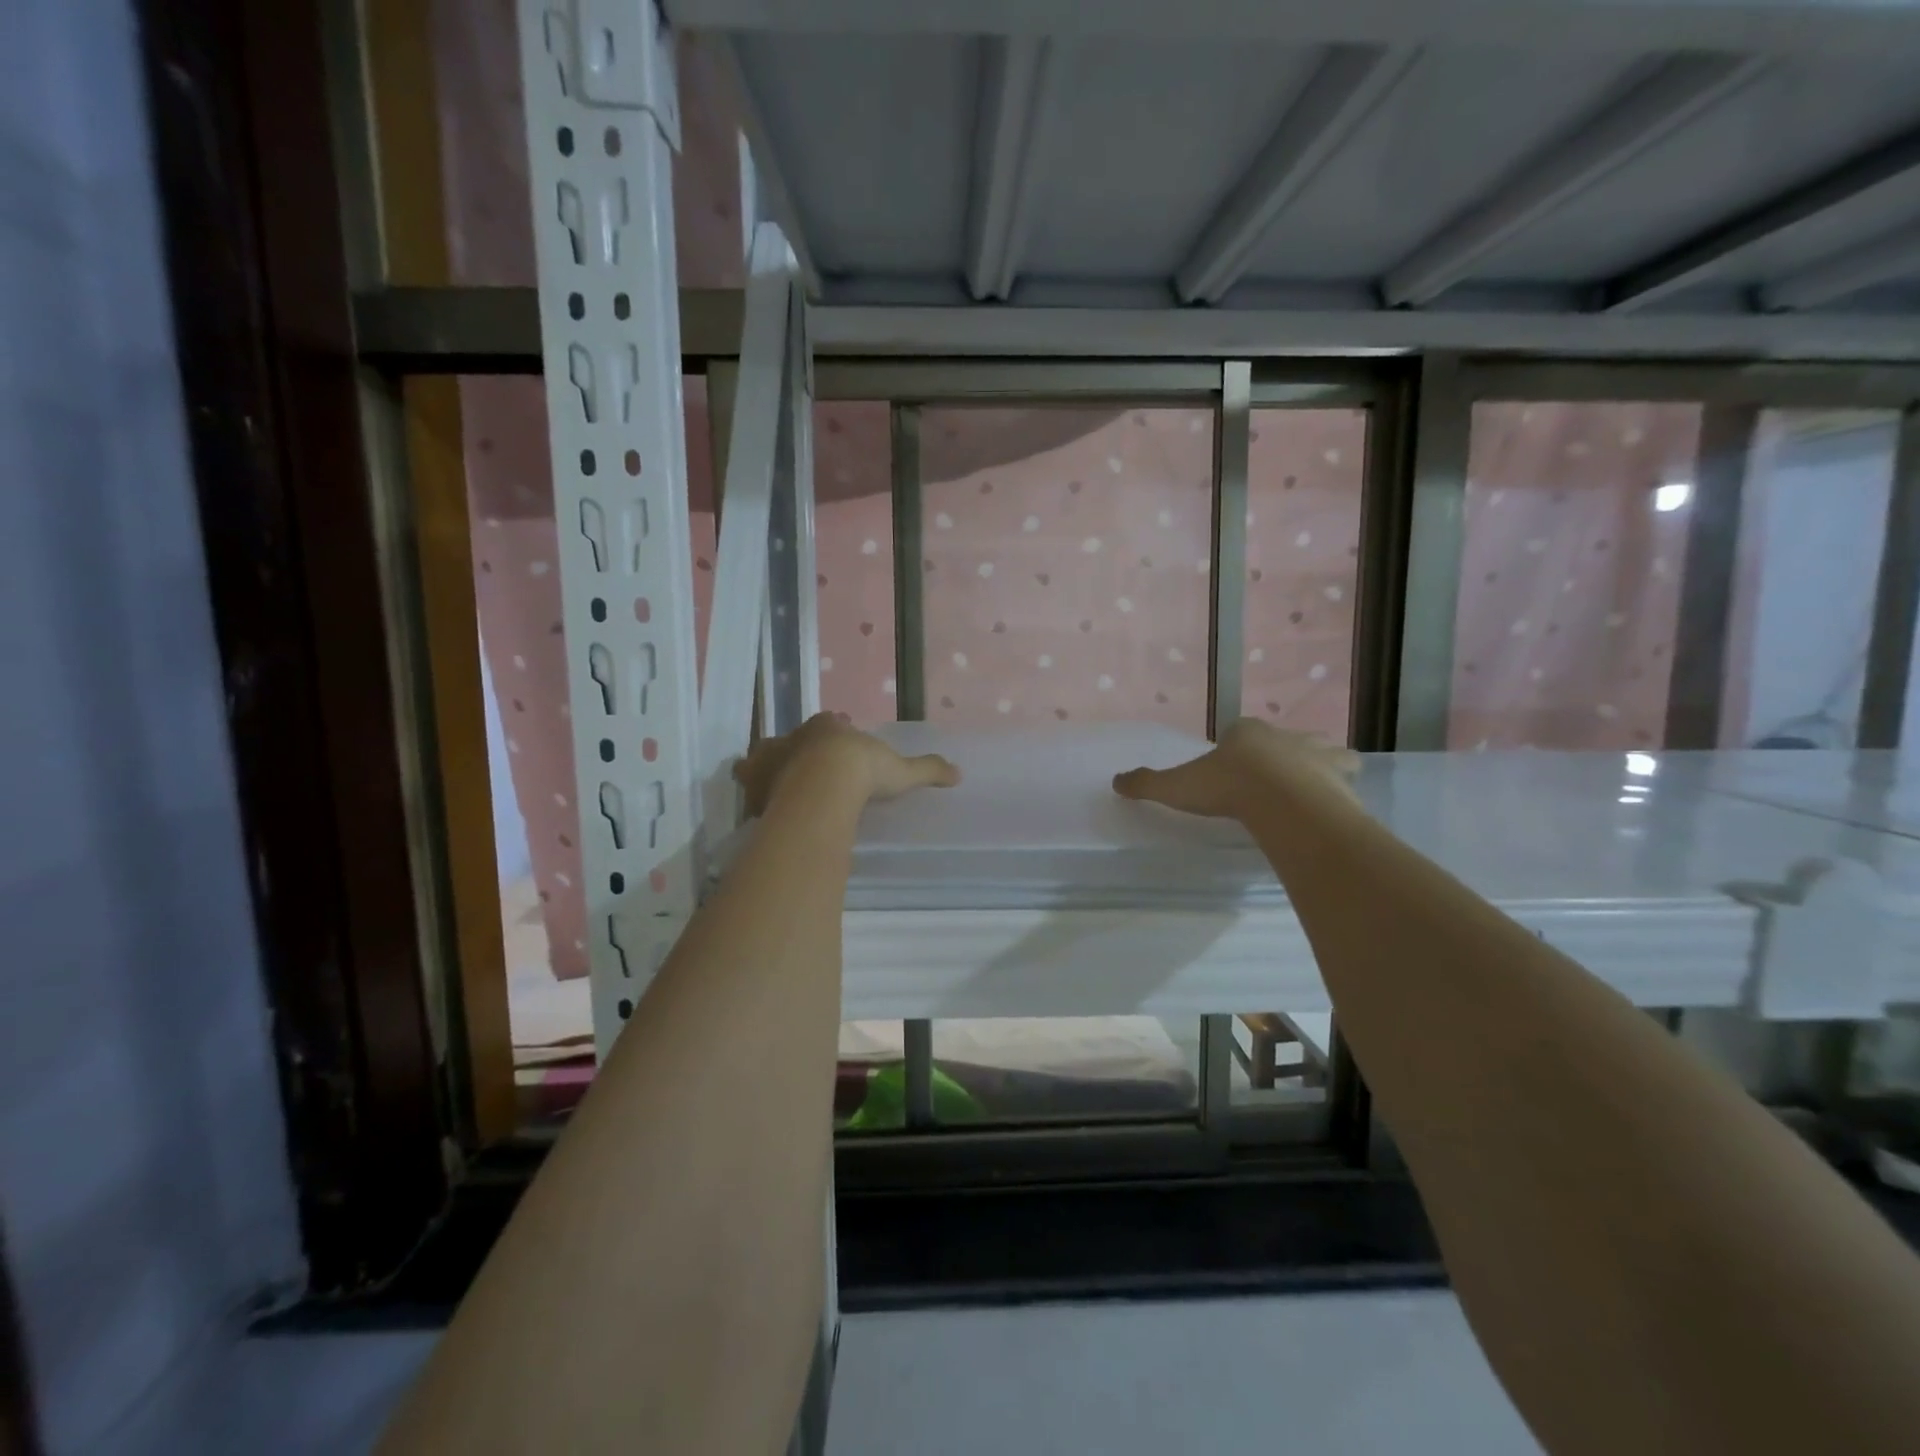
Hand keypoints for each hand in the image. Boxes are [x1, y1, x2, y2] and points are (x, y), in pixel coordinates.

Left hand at [733, 712, 960, 816]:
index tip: (841, 739)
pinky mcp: (756, 784)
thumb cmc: (863, 771)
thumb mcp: (901, 771)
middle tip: (804, 766)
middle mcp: (795, 737)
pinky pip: (750, 788)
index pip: (828, 722)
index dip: (835, 730)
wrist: (824, 786)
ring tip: (776, 786)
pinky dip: (754, 796)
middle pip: (790, 738)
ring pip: (760, 758)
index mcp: (827, 727)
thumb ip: (927, 770)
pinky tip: (761, 811)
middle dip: (794, 749)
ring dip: (766, 768)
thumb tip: (958, 773)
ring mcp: (771, 759)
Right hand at [1113, 718, 1358, 820]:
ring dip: (1316, 763)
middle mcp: (1284, 735)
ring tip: (1306, 788)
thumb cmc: (1227, 787)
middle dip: (1278, 753)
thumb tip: (1115, 781)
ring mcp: (1318, 753)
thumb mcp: (1177, 787)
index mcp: (1245, 731)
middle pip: (1283, 738)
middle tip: (1269, 780)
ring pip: (1322, 750)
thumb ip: (1147, 783)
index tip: (1230, 769)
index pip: (1240, 730)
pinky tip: (1332, 803)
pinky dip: (1342, 784)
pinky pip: (1347, 775)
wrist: (1283, 801)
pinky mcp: (1343, 776)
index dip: (1235, 747)